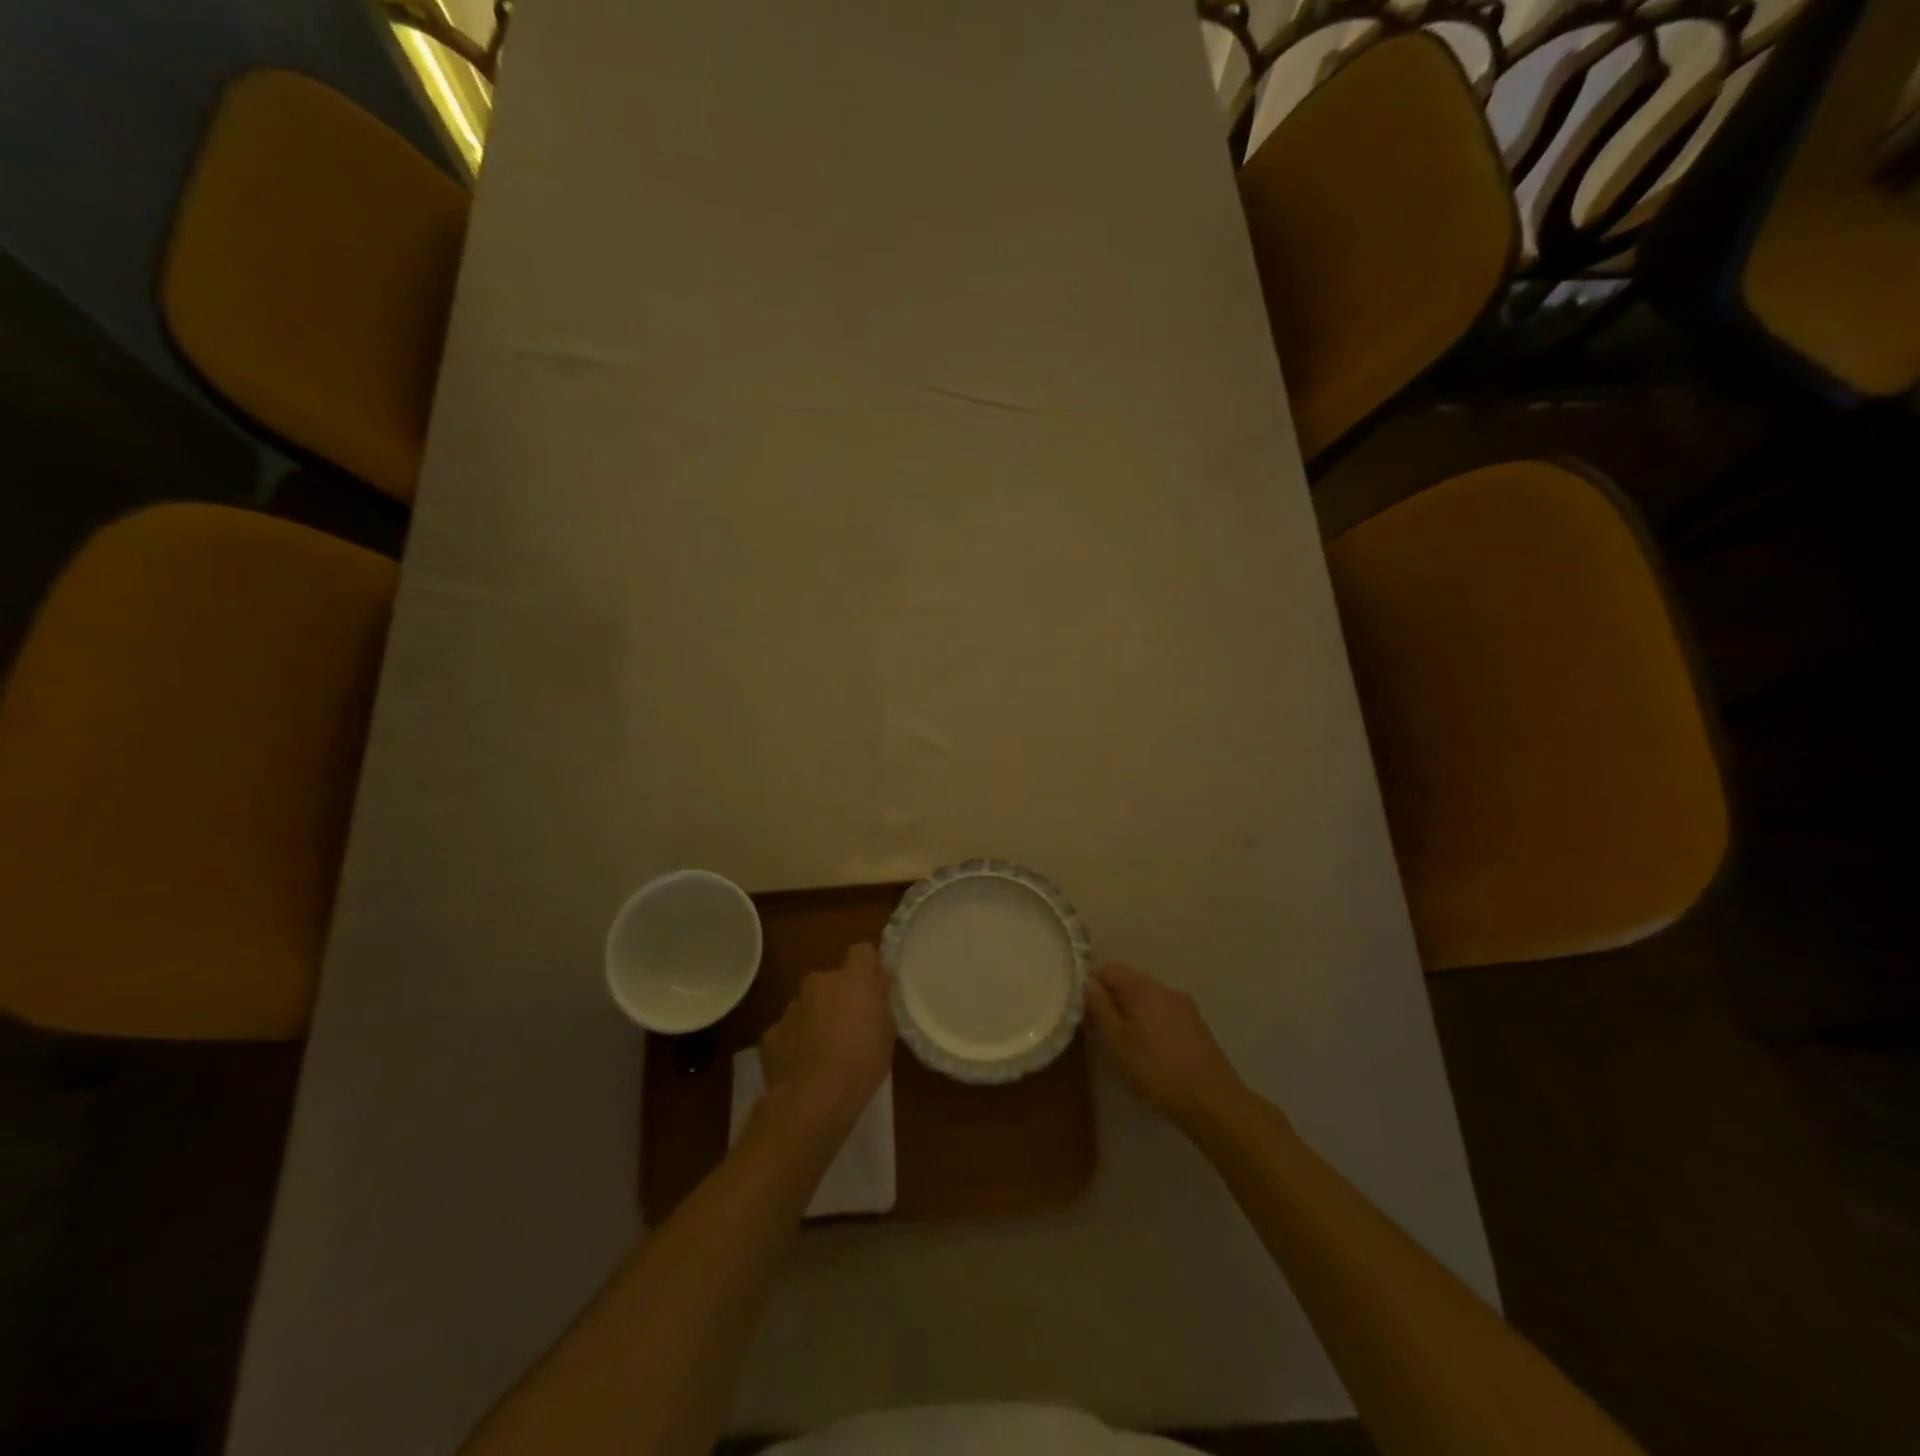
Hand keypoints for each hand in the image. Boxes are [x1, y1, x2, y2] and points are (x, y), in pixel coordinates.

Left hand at [758, 943, 895, 1138]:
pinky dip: (795, 1042)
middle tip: (850, 1026)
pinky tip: (803, 1067)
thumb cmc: (861, 1064)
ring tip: (825, 1052)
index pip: (862, 951)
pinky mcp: (770, 1034)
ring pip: (808, 1005)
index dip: (868, 967)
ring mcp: (791, 1007)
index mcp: (852, 979)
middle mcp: (818, 983)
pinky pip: (788, 1031)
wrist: (812, 1100)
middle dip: (839, 996)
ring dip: (816, 1018)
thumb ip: (881, 1002)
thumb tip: (879, 983)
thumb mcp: (887, 1034)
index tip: (874, 988)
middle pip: (831, 980)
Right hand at [1087, 963, 1246, 1131]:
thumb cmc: (1156, 1068)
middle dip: (1112, 1000)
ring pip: (1148, 999)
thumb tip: (1087, 983)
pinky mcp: (1196, 1026)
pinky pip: (1164, 1014)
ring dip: (1132, 1013)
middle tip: (1099, 1030)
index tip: (1082, 1009)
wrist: (1212, 1100)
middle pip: (1130, 982)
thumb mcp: (1117, 1041)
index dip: (1092, 984)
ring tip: (1123, 1043)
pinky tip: (1150, 1051)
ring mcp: (1184, 1006)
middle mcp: (1164, 988)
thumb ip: (1099, 1008)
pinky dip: (1150, 1024)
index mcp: (1142, 987)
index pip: (1109, 969)